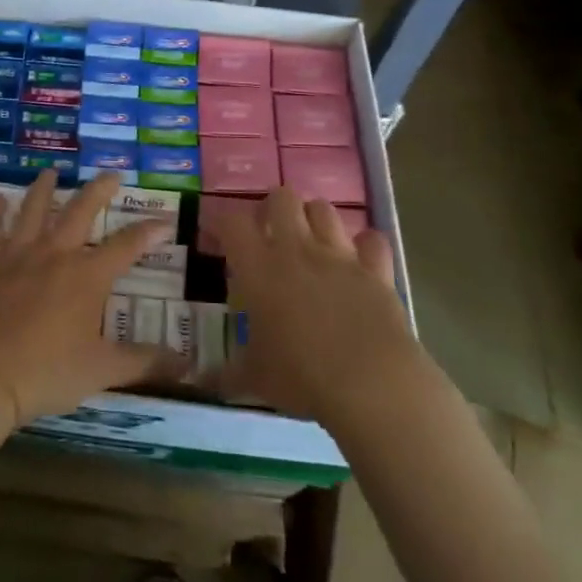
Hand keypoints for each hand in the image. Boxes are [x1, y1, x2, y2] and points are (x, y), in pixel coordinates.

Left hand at [0, 172, 179, 425]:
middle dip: (99, 190)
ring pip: (33, 210)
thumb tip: (187, 366)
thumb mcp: (104, 370)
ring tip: (51, 171)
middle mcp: (55, 254)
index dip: (148, 232)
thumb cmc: (49, 372)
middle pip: (80, 211)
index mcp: (87, 276)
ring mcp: (19, 256)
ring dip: (43, 188)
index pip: (126, 246)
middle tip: (111, 174)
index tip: (165, 222)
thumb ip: (145, 362)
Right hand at [223, 186, 416, 433]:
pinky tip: (360, 260)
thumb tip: (205, 381)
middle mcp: (296, 249)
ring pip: (325, 209)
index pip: (232, 222)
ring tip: (311, 242)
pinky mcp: (376, 270)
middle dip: (273, 208)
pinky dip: (365, 246)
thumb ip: (229, 373)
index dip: (222, 223)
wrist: (371, 383)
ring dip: (315, 219)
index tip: (219, 238)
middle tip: (269, 233)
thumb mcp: (256, 379)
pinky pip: (372, 241)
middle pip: (282, 197)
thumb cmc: (301, 376)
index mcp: (258, 267)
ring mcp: (340, 255)